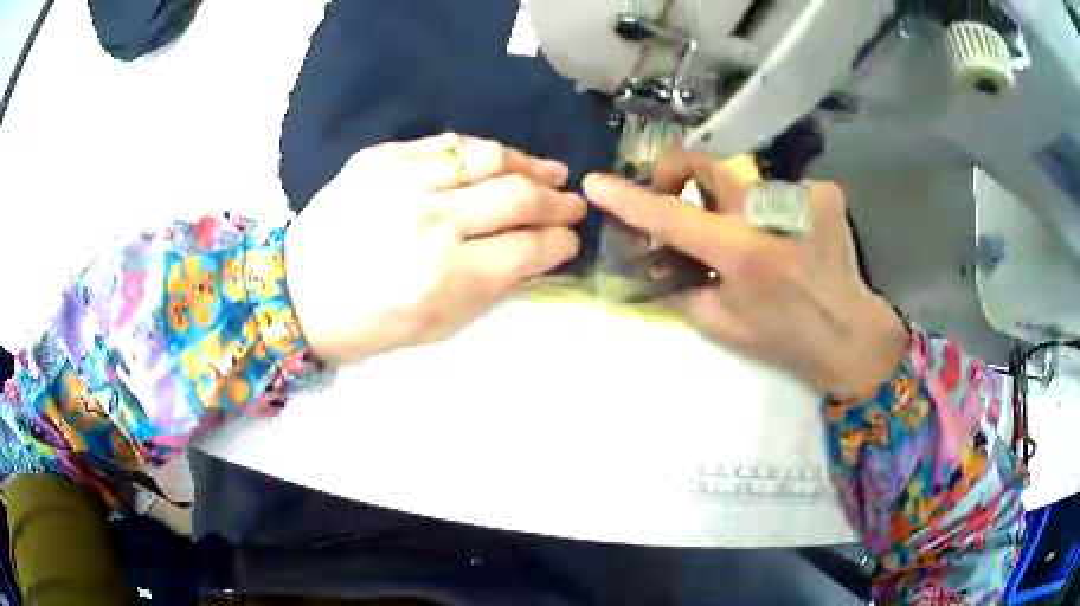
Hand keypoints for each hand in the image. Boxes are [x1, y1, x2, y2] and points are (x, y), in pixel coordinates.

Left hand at [285, 133, 586, 363]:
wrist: (295, 292)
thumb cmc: (366, 324)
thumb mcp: (434, 328)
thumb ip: (489, 290)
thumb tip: (533, 256)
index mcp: (443, 275)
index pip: (526, 248)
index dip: (559, 242)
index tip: (571, 239)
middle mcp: (429, 222)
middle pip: (515, 196)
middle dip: (557, 200)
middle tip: (573, 202)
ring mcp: (402, 182)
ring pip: (486, 157)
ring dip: (528, 164)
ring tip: (551, 171)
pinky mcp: (379, 159)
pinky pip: (444, 144)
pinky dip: (480, 151)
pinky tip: (497, 159)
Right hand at [583, 150, 907, 398]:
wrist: (850, 334)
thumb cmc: (784, 339)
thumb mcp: (721, 325)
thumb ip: (681, 286)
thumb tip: (656, 256)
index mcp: (743, 254)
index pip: (671, 216)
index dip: (629, 199)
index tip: (597, 183)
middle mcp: (772, 212)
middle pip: (707, 159)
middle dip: (678, 169)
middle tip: (675, 193)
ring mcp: (803, 195)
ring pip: (744, 179)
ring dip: (733, 202)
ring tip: (752, 238)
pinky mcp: (825, 192)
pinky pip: (779, 189)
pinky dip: (771, 210)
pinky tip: (787, 238)